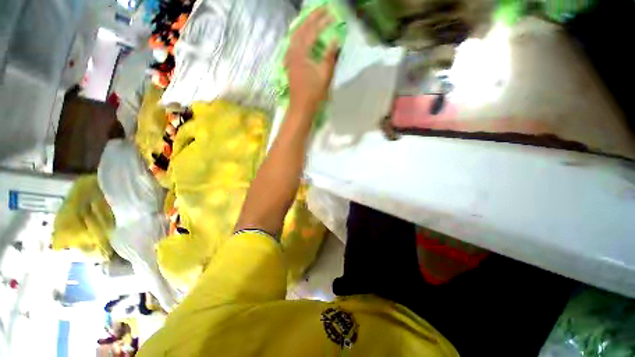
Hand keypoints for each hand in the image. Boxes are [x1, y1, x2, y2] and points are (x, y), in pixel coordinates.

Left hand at [285, 8, 338, 113]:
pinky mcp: (290, 64)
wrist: (301, 107)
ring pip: (295, 35)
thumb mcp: (324, 75)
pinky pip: (293, 44)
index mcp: (301, 53)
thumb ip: (329, 56)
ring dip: (305, 25)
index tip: (332, 15)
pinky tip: (303, 37)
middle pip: (301, 29)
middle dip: (312, 18)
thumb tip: (336, 40)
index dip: (322, 22)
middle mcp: (293, 52)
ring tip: (314, 19)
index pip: (312, 31)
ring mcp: (290, 58)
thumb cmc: (313, 93)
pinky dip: (300, 36)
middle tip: (323, 10)